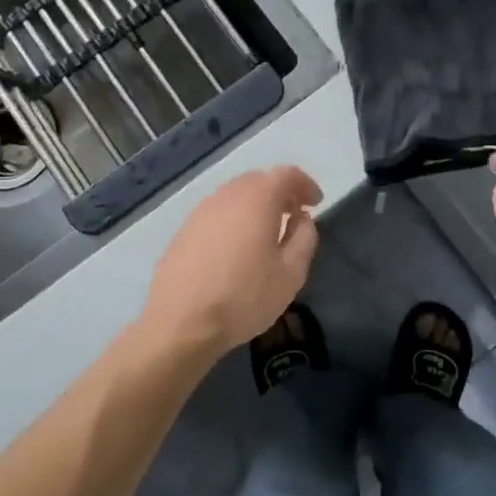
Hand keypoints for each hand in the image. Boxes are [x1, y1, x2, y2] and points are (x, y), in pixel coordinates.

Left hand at [139, 166, 322, 356]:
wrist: (180, 321)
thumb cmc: (244, 296)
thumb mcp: (291, 273)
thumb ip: (304, 238)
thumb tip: (301, 218)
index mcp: (258, 199)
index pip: (286, 174)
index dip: (305, 184)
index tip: (315, 203)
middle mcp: (228, 195)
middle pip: (259, 180)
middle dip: (280, 192)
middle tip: (294, 216)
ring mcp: (201, 211)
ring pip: (236, 196)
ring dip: (256, 205)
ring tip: (267, 232)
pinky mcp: (184, 229)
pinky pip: (218, 213)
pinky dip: (234, 219)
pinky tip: (237, 247)